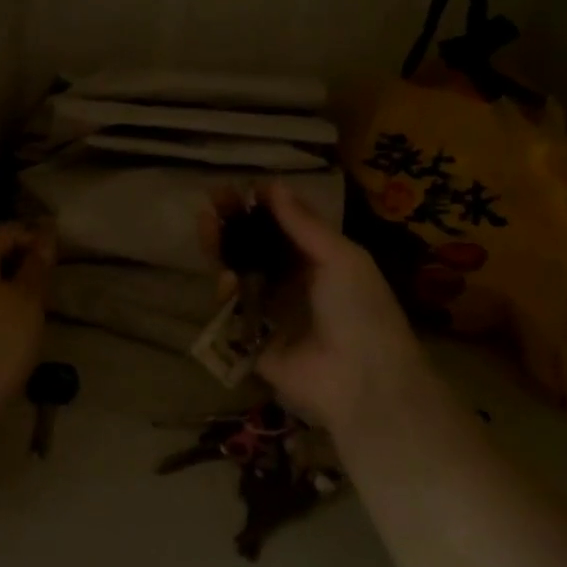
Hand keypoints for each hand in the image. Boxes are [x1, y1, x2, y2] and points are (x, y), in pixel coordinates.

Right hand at [208, 183, 432, 437]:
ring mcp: (271, 308)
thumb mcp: (340, 258)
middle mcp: (293, 281)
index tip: (241, 186)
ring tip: (206, 223)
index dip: (262, 205)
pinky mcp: (251, 336)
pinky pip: (232, 308)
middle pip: (256, 245)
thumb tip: (272, 185)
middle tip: (213, 198)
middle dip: (235, 221)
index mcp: (320, 260)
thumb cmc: (360, 310)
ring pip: (238, 271)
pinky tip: (225, 277)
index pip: (285, 226)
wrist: (360, 381)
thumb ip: (303, 224)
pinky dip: (226, 290)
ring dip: (222, 247)